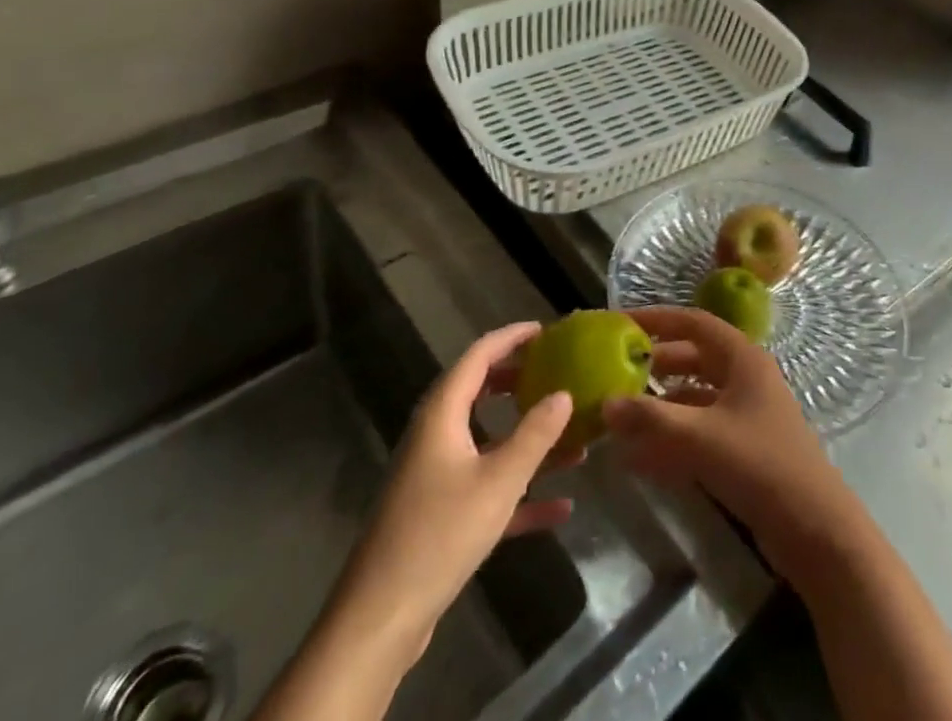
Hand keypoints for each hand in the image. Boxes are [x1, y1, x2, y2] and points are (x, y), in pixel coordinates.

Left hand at [339, 322, 575, 652]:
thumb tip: (564, 393)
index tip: (545, 330)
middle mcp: (436, 436)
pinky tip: (560, 507)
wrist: (379, 621)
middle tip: (555, 374)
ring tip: (573, 439)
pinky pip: (486, 488)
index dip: (511, 338)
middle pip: (480, 393)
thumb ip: (535, 435)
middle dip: (519, 383)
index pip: (478, 356)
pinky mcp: (440, 516)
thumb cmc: (439, 534)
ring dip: (528, 442)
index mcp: (442, 414)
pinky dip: (519, 492)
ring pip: (489, 444)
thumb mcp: (498, 482)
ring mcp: (436, 477)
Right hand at [602, 306, 864, 582]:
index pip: (694, 323)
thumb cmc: (760, 465)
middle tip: (616, 373)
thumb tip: (605, 403)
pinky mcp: (745, 448)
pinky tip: (640, 456)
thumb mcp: (700, 438)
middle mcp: (745, 377)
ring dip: (661, 405)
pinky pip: (701, 430)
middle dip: (656, 365)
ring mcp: (747, 413)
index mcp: (742, 358)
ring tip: (621, 416)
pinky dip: (673, 436)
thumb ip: (651, 419)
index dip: (658, 320)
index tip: (622, 323)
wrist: (815, 529)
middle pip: (694, 358)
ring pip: (696, 397)